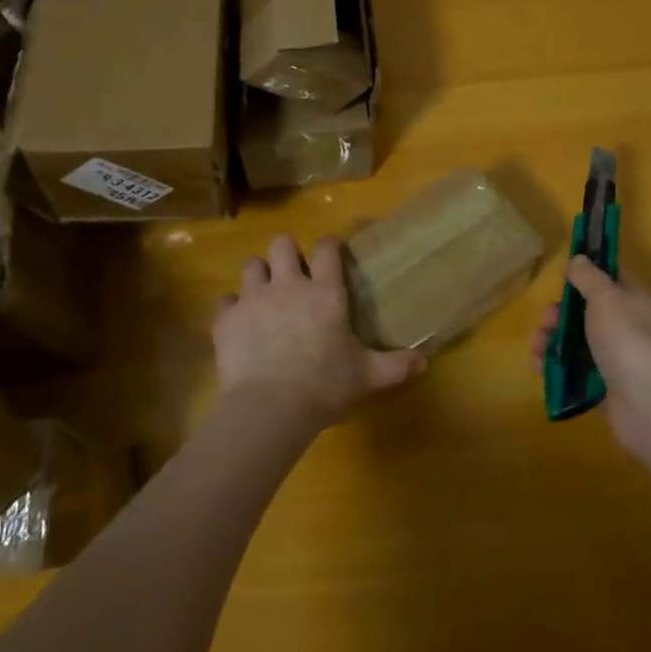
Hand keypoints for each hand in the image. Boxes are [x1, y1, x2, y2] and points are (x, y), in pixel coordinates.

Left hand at [214, 234, 425, 425]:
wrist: (271, 407)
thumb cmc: (325, 386)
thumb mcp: (367, 376)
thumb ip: (395, 365)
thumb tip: (425, 362)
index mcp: (325, 293)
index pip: (326, 249)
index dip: (328, 246)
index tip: (329, 254)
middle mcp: (289, 285)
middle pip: (282, 244)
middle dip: (286, 253)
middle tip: (292, 274)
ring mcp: (254, 299)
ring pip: (251, 266)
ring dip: (258, 276)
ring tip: (263, 295)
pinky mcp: (227, 319)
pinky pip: (225, 300)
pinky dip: (231, 308)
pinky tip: (238, 322)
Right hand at [529, 257, 650, 449]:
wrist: (647, 402)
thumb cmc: (626, 338)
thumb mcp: (605, 296)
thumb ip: (588, 276)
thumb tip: (578, 259)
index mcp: (633, 300)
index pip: (610, 278)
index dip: (586, 274)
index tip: (563, 277)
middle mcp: (626, 326)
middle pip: (585, 312)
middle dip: (559, 314)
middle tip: (547, 320)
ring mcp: (615, 358)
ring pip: (576, 341)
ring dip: (551, 340)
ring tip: (537, 348)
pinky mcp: (603, 386)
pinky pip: (574, 370)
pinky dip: (555, 367)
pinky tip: (540, 367)